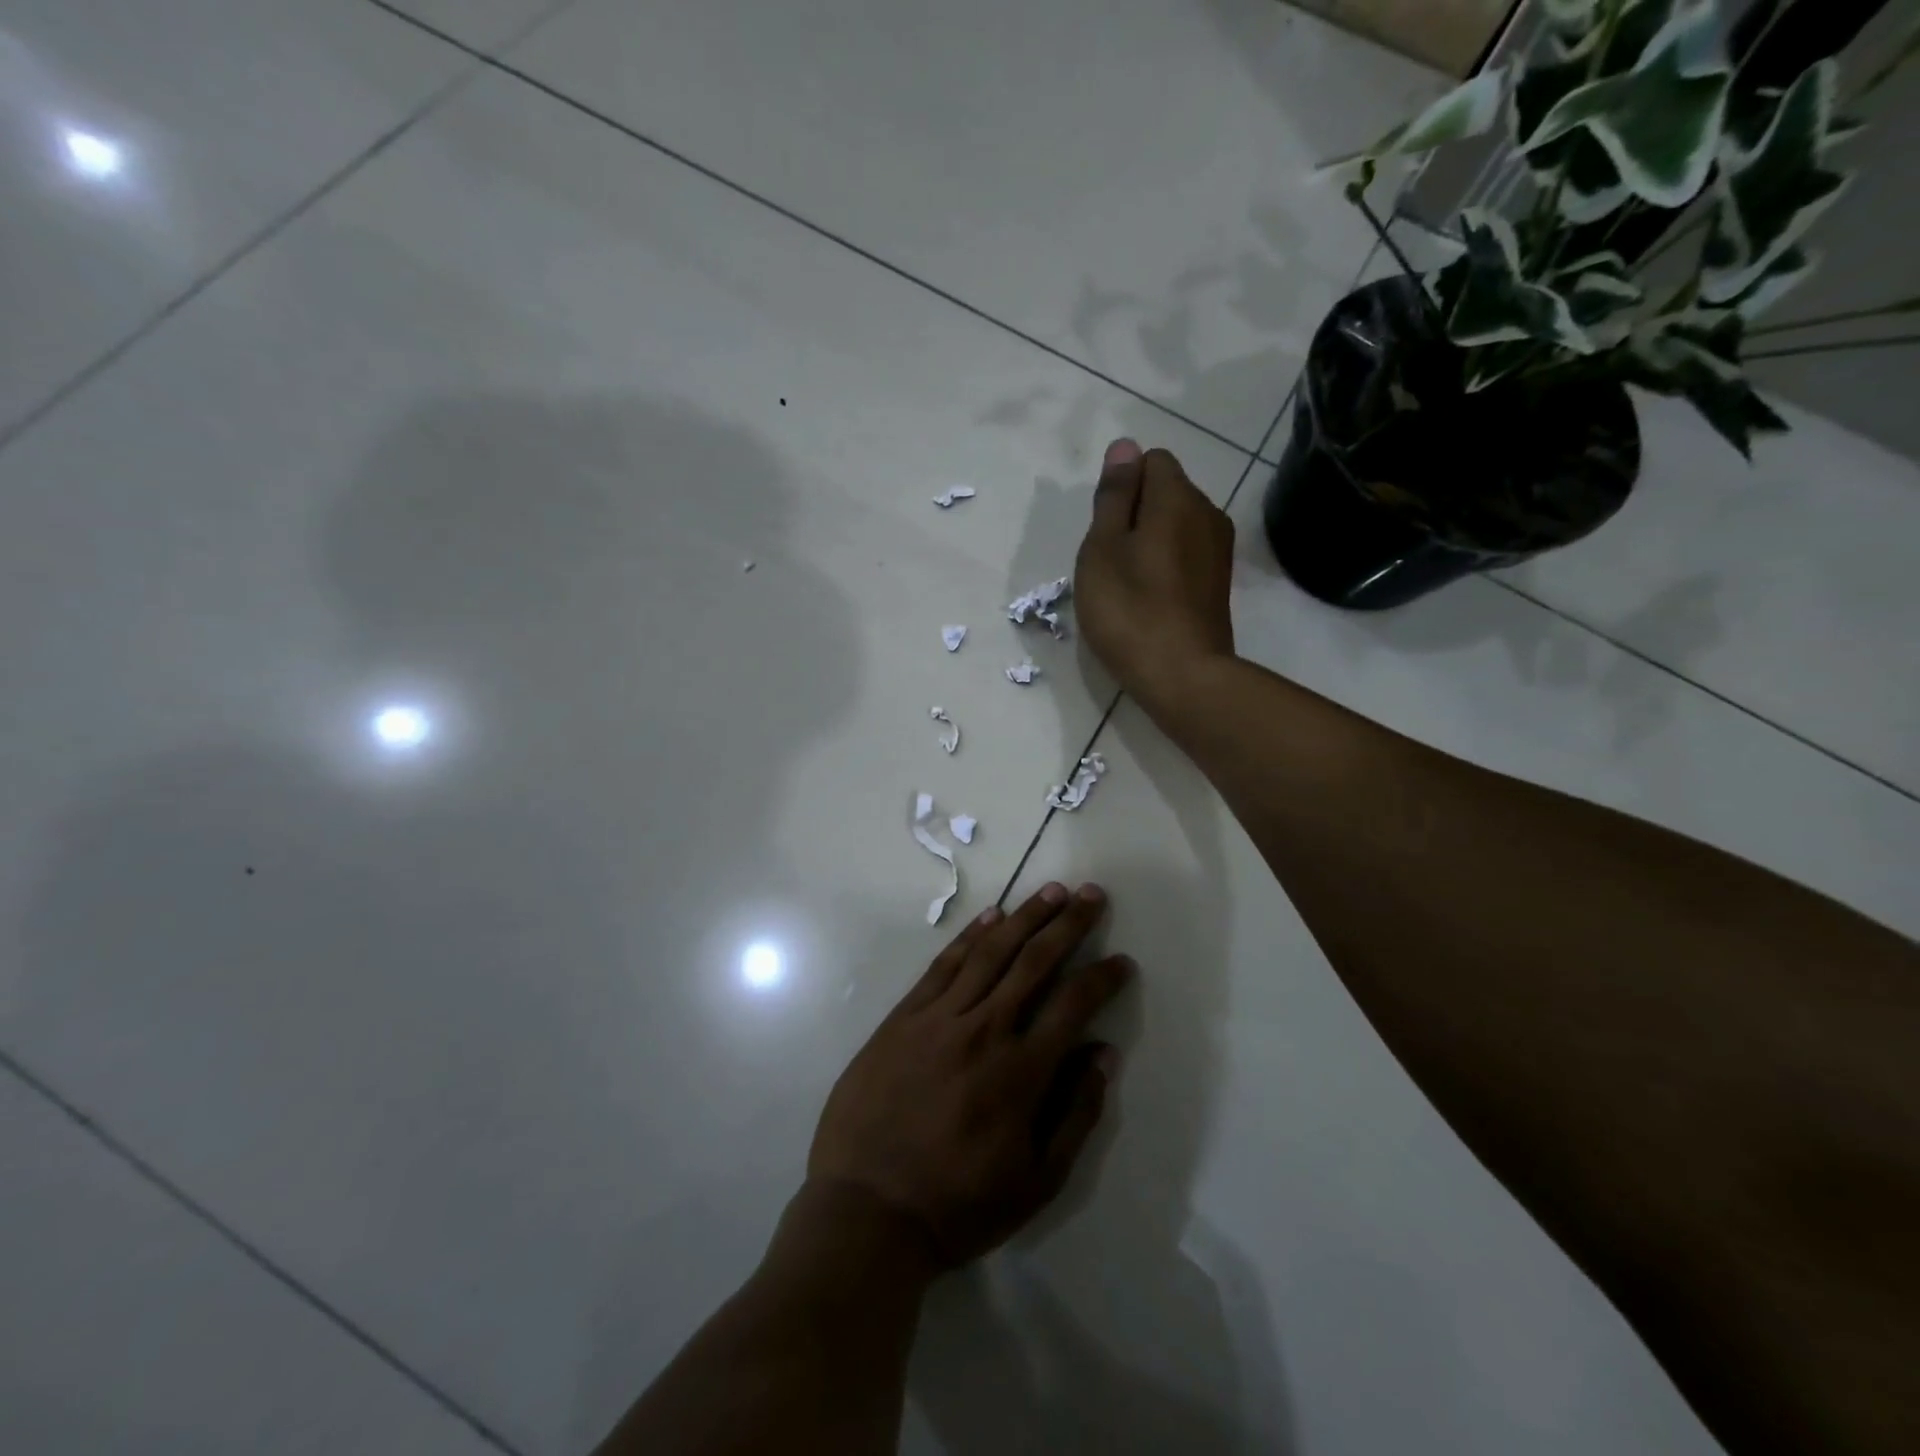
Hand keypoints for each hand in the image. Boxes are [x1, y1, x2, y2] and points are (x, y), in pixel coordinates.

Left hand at [807, 884, 1131, 1268]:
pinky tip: (990, 916)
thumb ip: (1076, 1114)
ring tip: (1052, 890)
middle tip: (1092, 894)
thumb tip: (1103, 1054)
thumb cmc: (958, 1204)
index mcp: (1021, 1071)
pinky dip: (970, 936)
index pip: (1073, 1005)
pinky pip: (943, 965)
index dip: (1102, 977)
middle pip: (1034, 962)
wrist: (866, 1208)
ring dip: (1024, 917)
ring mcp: (939, 1017)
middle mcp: (984, 1030)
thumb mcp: (1036, 1182)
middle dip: (1069, 924)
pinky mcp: (904, 1016)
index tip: (1122, 961)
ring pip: (990, 952)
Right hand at [1074, 439, 1235, 715]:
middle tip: (1110, 561)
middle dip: (1135, 514)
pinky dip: (1165, 565)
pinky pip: (1186, 554)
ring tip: (1127, 584)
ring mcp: (1219, 550)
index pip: (1151, 460)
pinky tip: (1150, 600)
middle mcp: (1208, 513)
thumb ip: (1115, 496)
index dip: (1123, 487)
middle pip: (1166, 492)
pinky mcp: (1219, 582)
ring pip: (1176, 525)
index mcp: (1178, 498)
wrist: (1182, 675)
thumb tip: (1125, 447)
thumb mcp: (1103, 548)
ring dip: (1149, 542)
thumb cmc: (1130, 609)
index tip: (1106, 529)